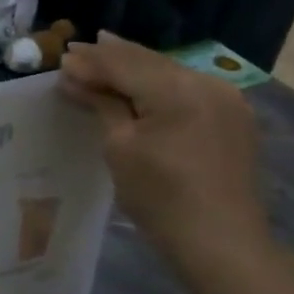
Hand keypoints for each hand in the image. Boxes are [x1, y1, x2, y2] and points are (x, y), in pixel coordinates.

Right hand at [61, 31, 268, 260]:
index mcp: (178, 90)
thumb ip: (101, 104)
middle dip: (111, 57)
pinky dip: (158, 84)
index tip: (60, 58)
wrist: (221, 243)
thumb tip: (73, 76)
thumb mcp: (119, 147)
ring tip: (101, 60)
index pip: (123, 63)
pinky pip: (187, 88)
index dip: (90, 61)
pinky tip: (139, 85)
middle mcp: (207, 83)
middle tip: (75, 50)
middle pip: (148, 61)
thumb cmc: (160, 197)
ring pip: (169, 72)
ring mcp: (226, 98)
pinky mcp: (233, 116)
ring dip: (134, 67)